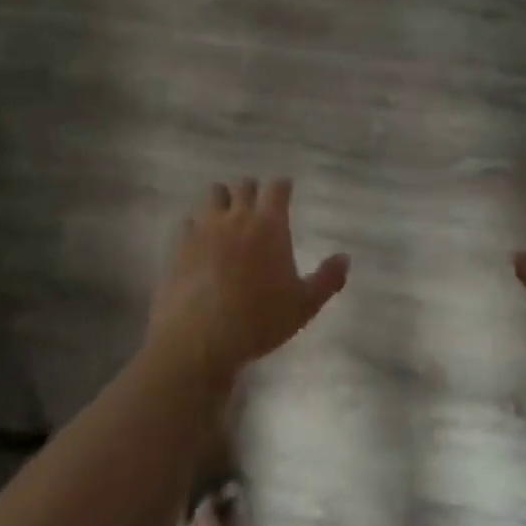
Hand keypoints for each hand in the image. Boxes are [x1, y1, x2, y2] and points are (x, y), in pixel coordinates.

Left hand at [149, 178, 349, 386]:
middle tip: (257, 204)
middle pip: (244, 185)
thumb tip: (345, 258)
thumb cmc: (258, 320)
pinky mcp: (180, 244)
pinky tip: (199, 239)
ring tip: (226, 214)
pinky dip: (196, 224)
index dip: (283, 186)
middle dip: (252, 190)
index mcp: (269, 224)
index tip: (286, 189)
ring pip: (213, 194)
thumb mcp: (304, 305)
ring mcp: (205, 228)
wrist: (199, 340)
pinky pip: (188, 221)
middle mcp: (237, 216)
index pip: (277, 188)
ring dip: (223, 199)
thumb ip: (327, 279)